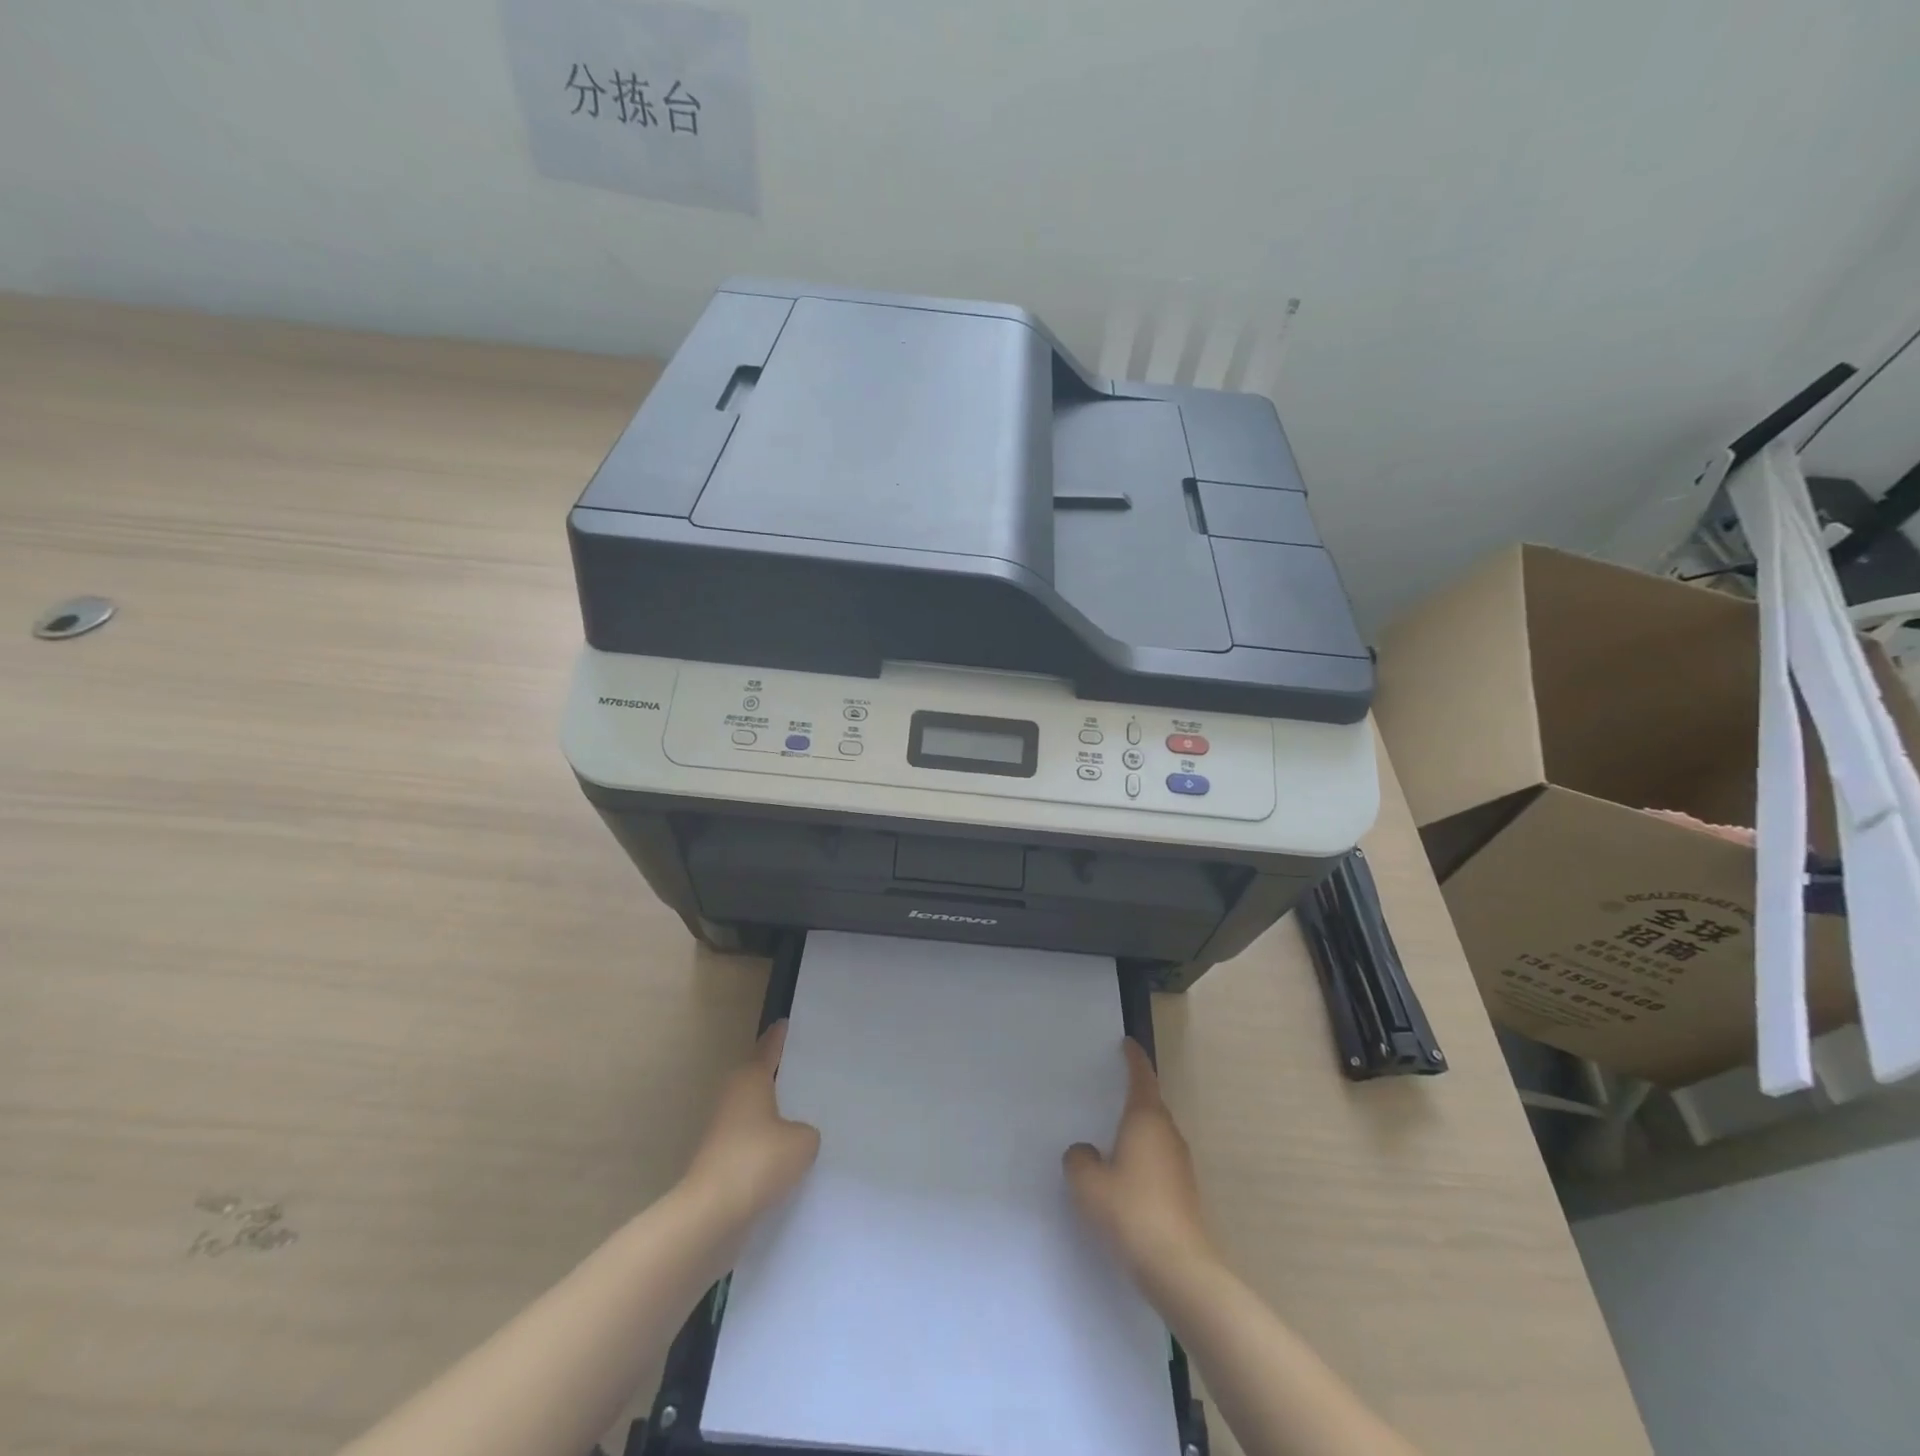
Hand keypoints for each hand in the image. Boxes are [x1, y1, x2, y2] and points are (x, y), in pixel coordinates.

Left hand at [681, 1021, 820, 1224]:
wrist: (711, 1215)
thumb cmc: (758, 1161)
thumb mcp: (802, 1142)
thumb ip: (807, 1132)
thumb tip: (796, 1136)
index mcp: (750, 1079)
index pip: (768, 1048)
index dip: (779, 1036)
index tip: (786, 1023)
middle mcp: (733, 1096)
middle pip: (759, 1077)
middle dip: (780, 1075)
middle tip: (808, 1070)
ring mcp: (723, 1130)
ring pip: (755, 1111)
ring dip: (774, 1113)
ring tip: (805, 1114)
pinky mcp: (720, 1160)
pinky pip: (752, 1141)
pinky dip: (767, 1144)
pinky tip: (788, 1155)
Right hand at [1064, 1038, 1214, 1281]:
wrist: (1179, 1269)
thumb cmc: (1131, 1212)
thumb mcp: (1088, 1183)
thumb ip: (1079, 1160)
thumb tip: (1086, 1152)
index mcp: (1146, 1119)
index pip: (1141, 1077)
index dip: (1133, 1058)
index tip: (1127, 1044)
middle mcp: (1167, 1134)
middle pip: (1150, 1105)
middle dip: (1132, 1096)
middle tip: (1107, 1091)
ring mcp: (1180, 1164)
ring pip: (1155, 1135)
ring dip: (1136, 1131)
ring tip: (1110, 1138)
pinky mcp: (1184, 1192)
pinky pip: (1158, 1161)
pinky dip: (1142, 1158)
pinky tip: (1124, 1179)